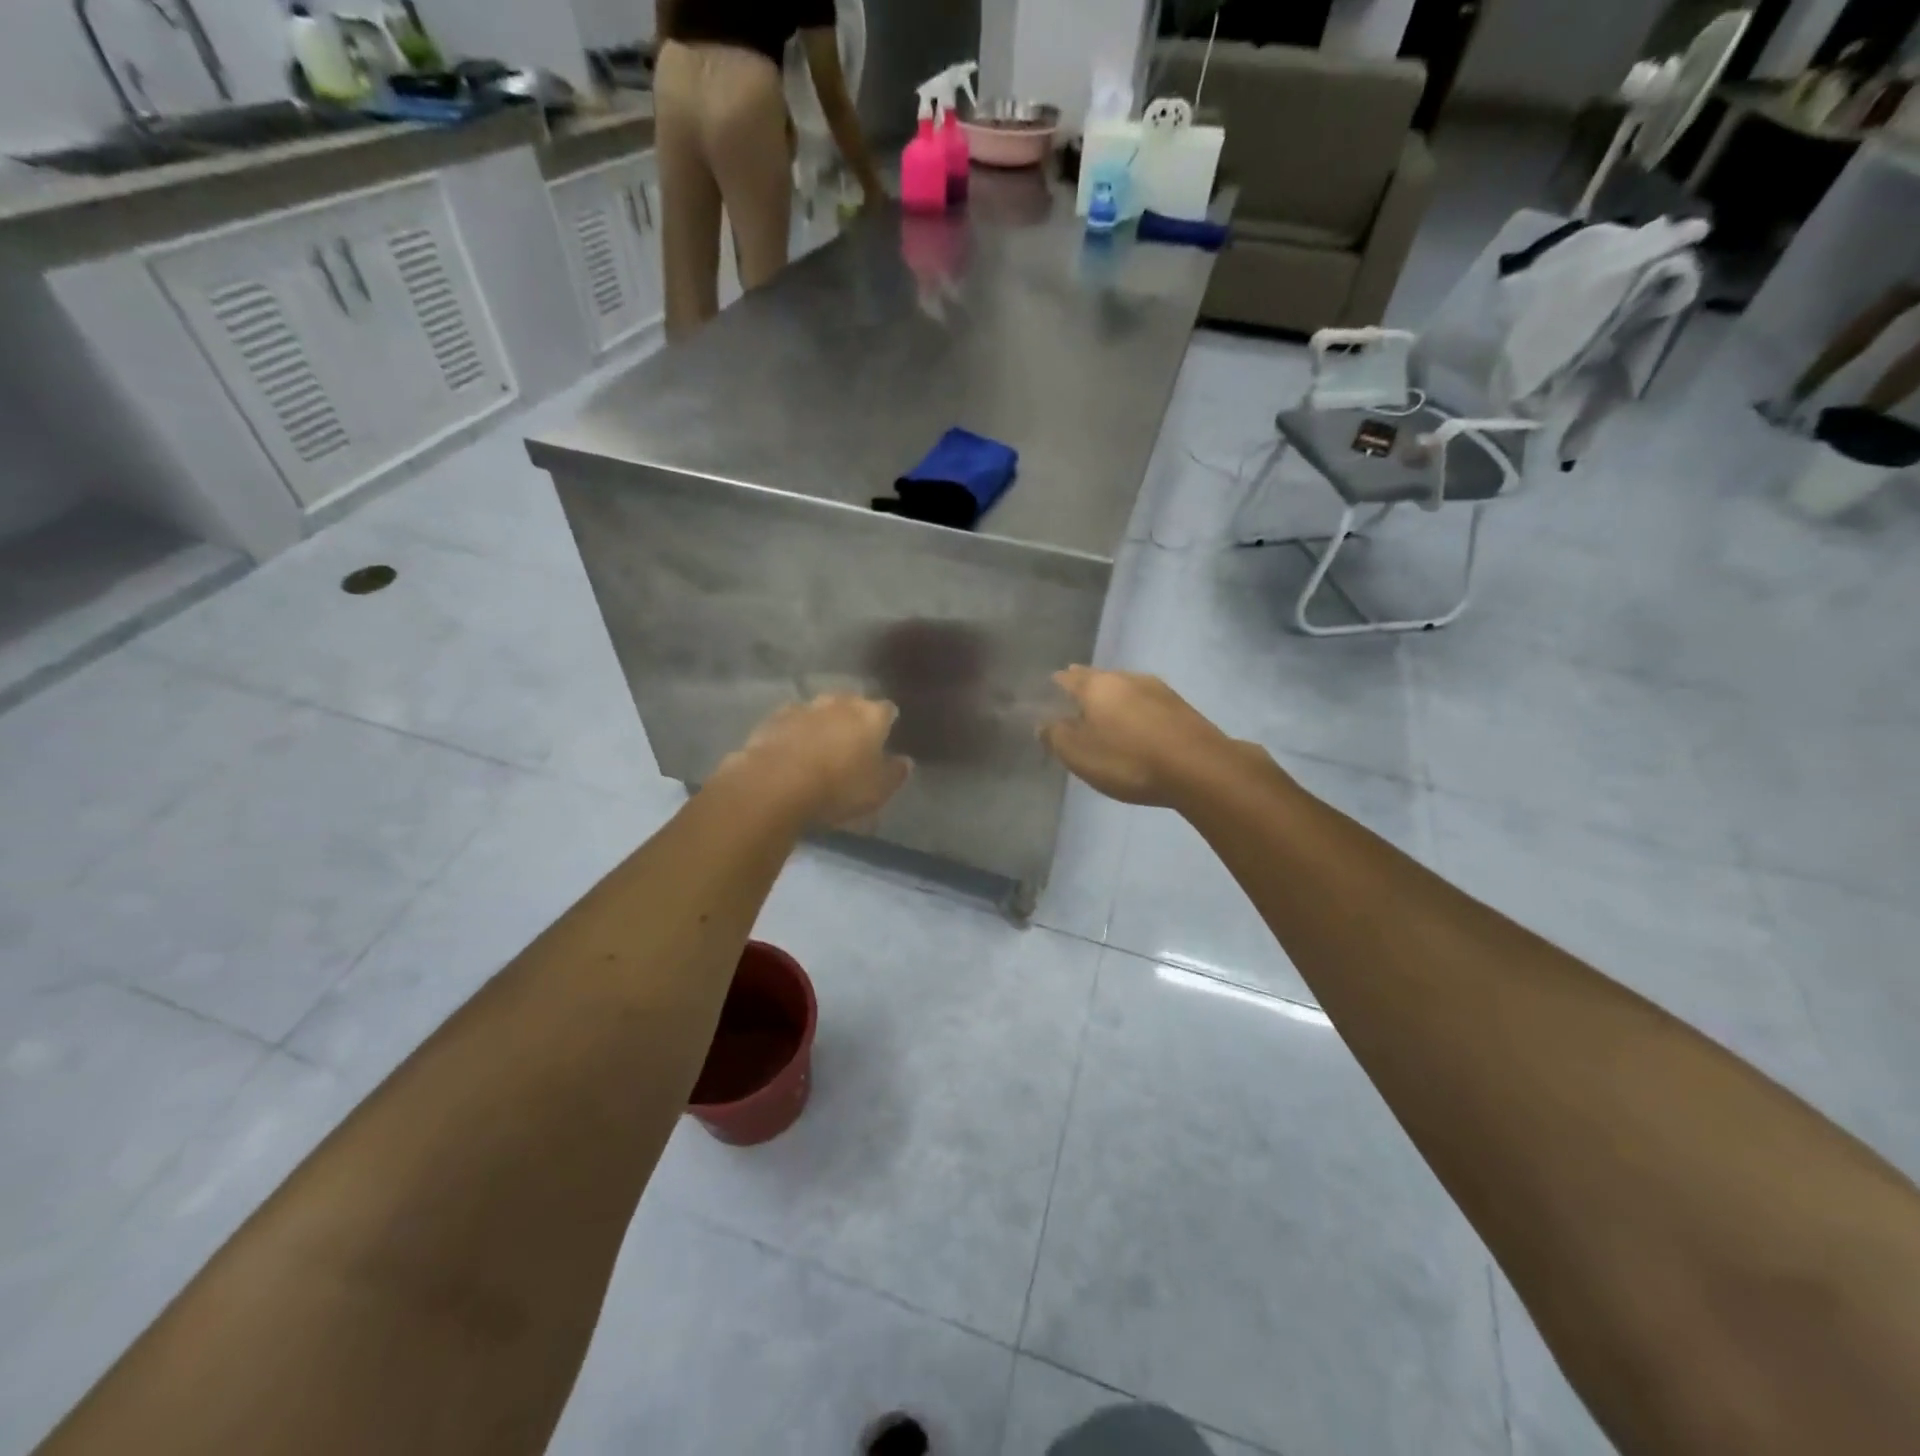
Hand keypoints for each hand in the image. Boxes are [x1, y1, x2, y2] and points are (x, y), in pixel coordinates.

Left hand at [715, 696, 910, 828]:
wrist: (775, 784)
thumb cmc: (838, 788)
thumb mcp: (877, 791)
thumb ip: (895, 773)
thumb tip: (905, 761)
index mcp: (871, 716)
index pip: (887, 710)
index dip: (887, 723)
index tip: (885, 736)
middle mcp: (840, 703)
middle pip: (852, 704)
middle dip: (854, 718)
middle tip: (853, 741)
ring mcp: (805, 707)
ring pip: (821, 710)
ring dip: (823, 723)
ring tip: (821, 745)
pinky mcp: (774, 718)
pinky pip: (792, 720)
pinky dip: (796, 731)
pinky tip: (793, 748)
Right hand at [1040, 667, 1238, 807]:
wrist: (1199, 768)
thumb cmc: (1128, 760)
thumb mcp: (1080, 754)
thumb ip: (1056, 736)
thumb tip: (1043, 723)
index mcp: (1097, 686)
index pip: (1068, 678)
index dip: (1056, 684)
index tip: (1048, 692)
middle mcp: (1126, 678)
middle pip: (1098, 678)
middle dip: (1085, 687)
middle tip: (1075, 700)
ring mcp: (1158, 689)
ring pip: (1125, 688)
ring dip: (1113, 698)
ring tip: (1105, 713)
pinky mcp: (1181, 707)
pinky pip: (1146, 703)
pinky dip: (1135, 710)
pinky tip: (1137, 724)